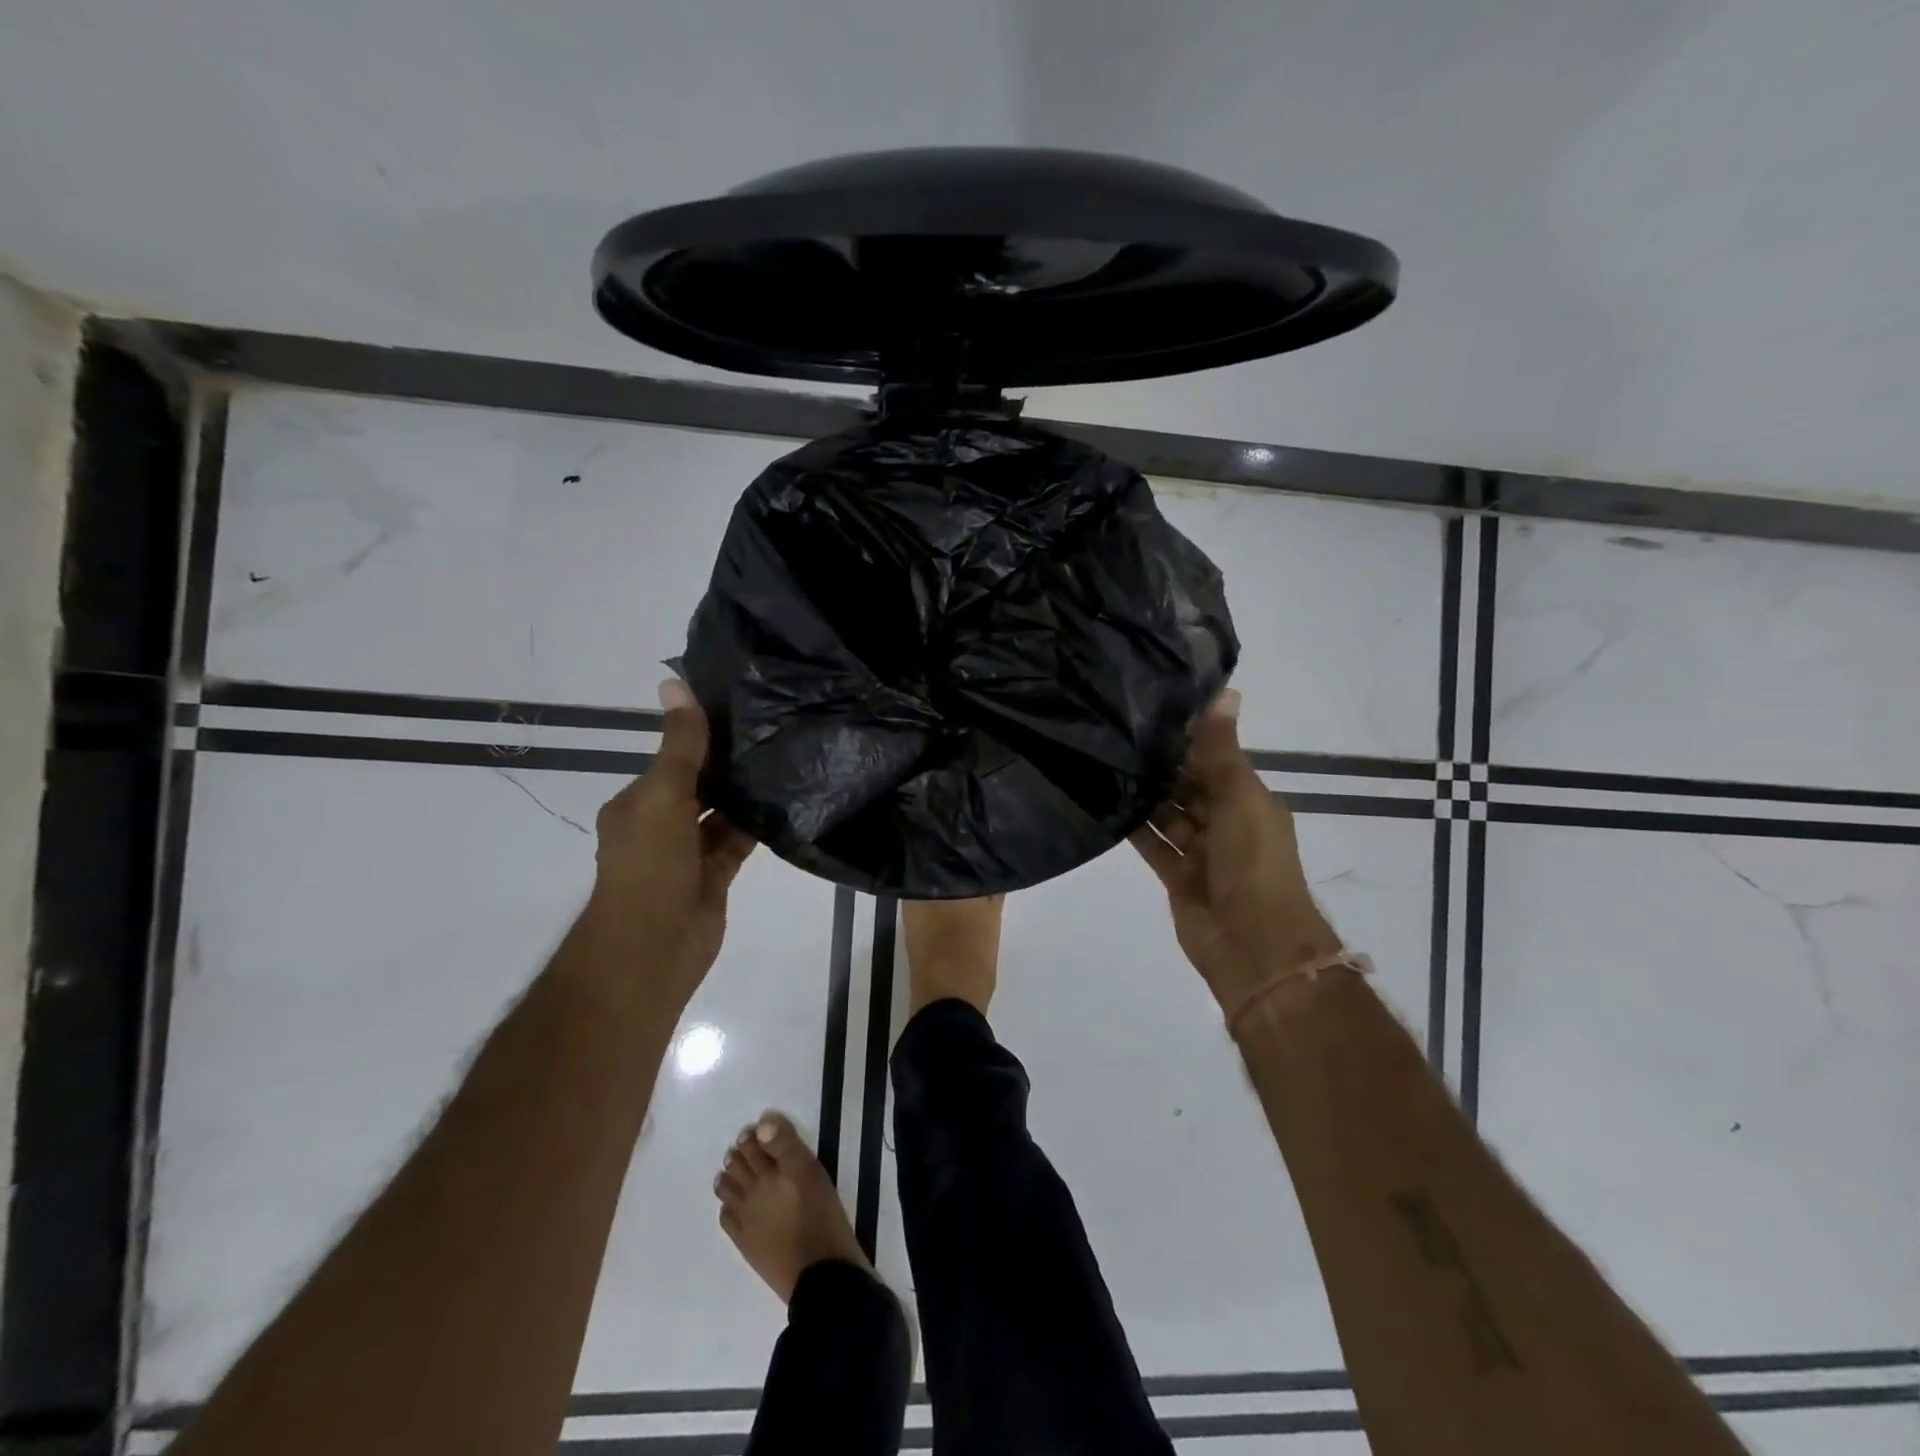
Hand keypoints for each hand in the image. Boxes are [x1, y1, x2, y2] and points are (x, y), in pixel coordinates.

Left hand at [585, 679, 754, 1007]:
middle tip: (776, 729)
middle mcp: (661, 825)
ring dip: (744, 794)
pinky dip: (755, 826)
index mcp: (638, 804)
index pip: (673, 760)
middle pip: (699, 786)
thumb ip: (680, 746)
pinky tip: (785, 802)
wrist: (651, 950)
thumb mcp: (662, 796)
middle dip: (728, 764)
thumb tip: (674, 682)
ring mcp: (688, 854)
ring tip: (787, 758)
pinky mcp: (714, 878)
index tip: (743, 709)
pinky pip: (737, 842)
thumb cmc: (649, 867)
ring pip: (721, 814)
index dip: (702, 736)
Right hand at [1130, 691, 1340, 1012]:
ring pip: (1168, 815)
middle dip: (1162, 767)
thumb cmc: (1253, 861)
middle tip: (1118, 734)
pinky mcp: (1176, 876)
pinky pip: (1153, 844)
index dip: (1189, 740)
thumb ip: (1222, 749)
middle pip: (1190, 788)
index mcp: (1249, 801)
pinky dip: (1135, 827)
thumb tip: (1226, 691)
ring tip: (1106, 762)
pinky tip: (1106, 803)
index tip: (1151, 711)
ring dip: (1145, 796)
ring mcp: (1200, 852)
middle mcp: (1226, 823)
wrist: (1252, 942)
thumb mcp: (1240, 796)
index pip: (1216, 761)